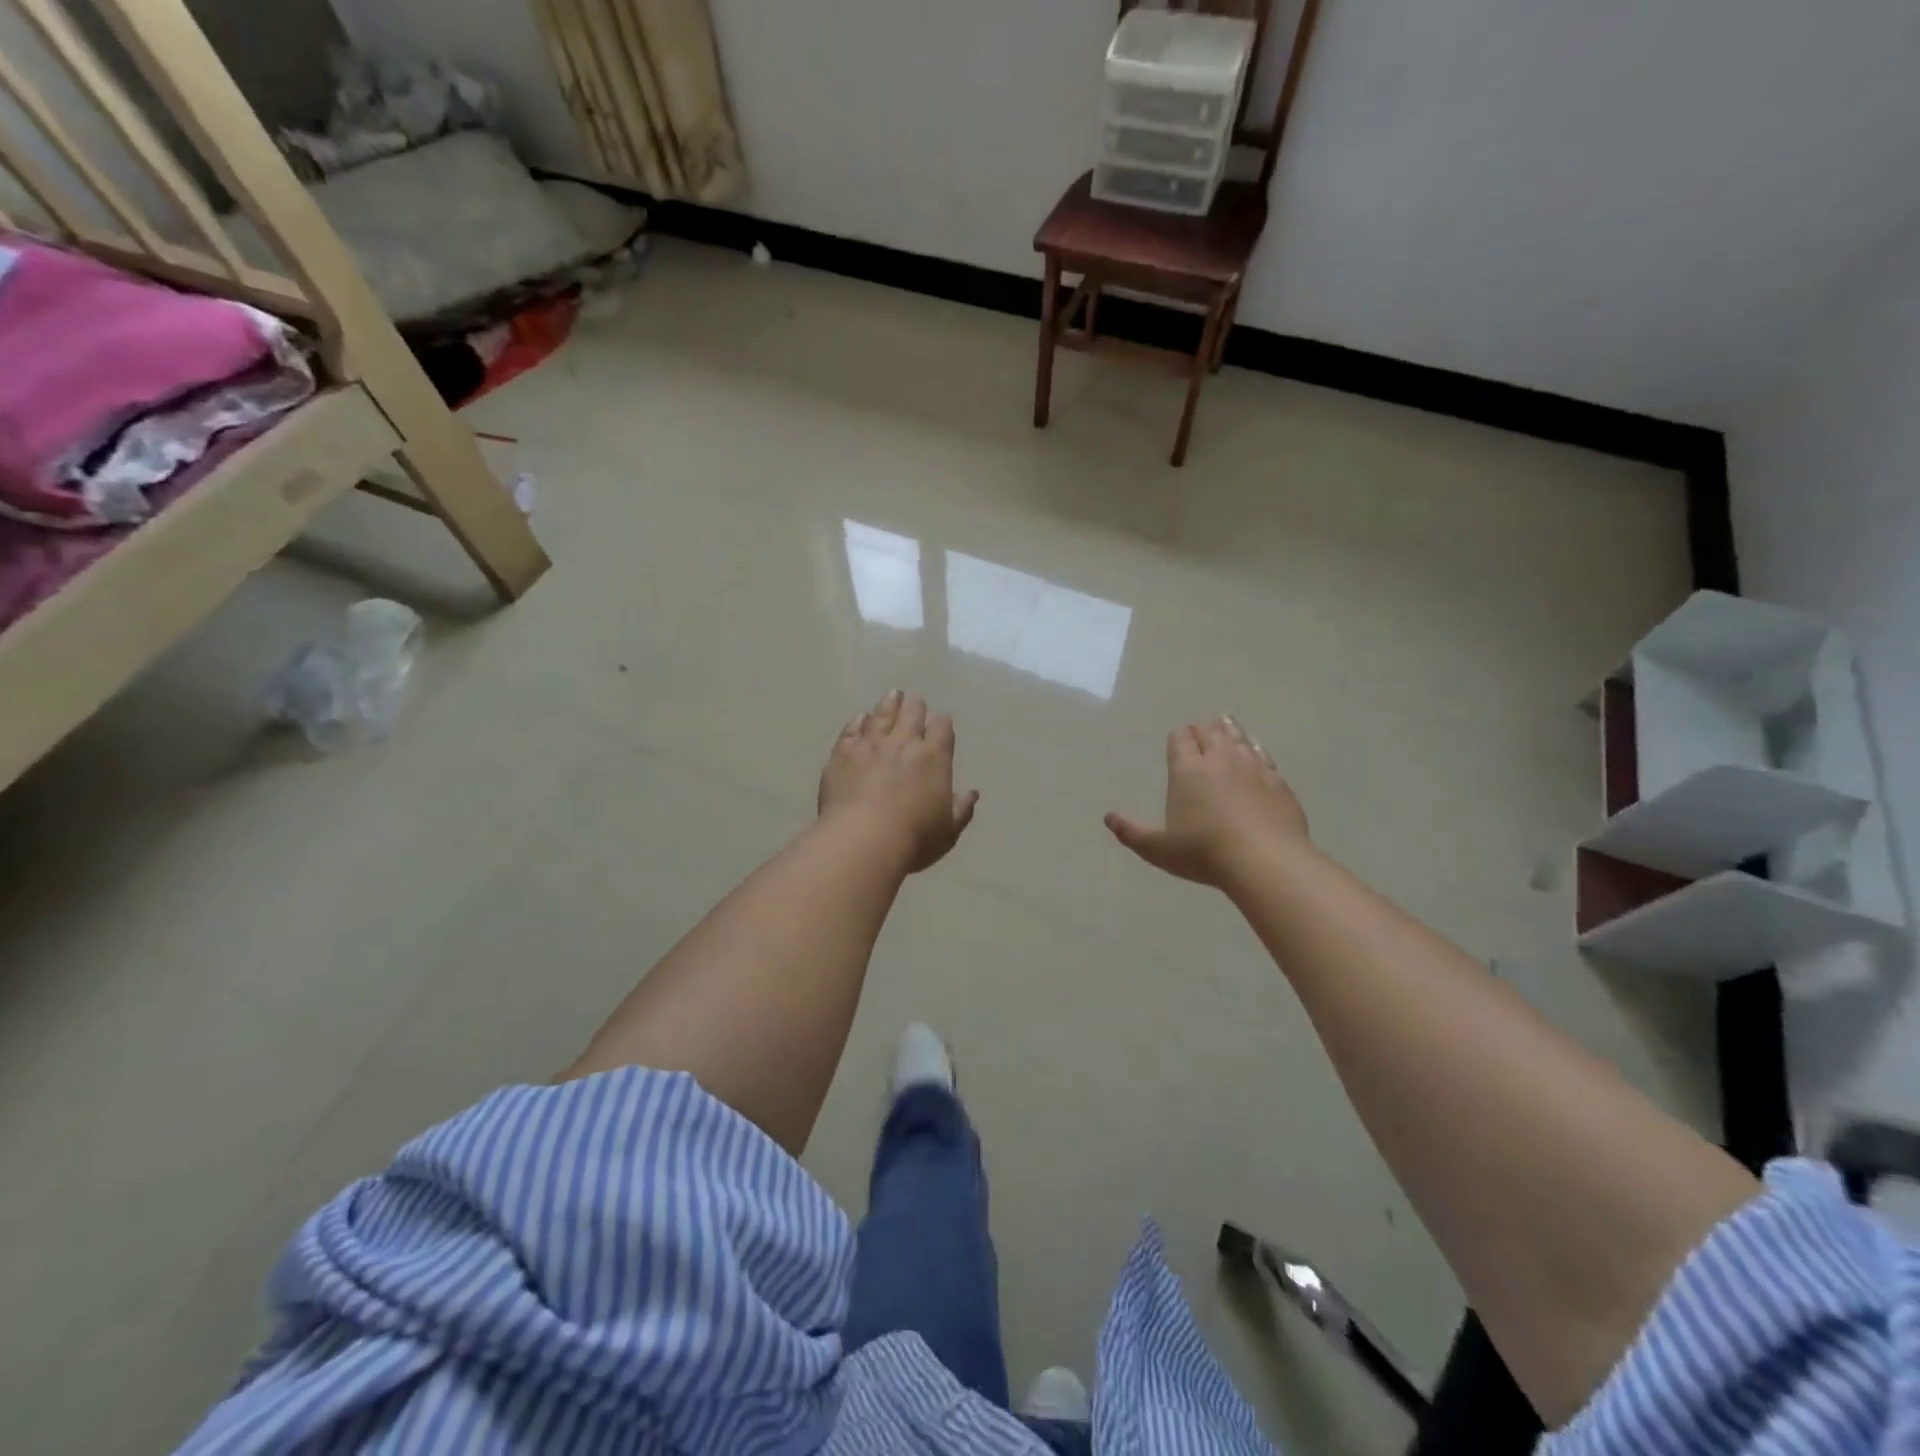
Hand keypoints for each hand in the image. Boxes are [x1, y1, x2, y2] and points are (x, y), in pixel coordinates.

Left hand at [819, 690, 978, 873]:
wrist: (862, 840)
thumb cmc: (914, 839)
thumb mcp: (947, 830)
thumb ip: (961, 809)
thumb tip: (972, 794)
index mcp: (934, 758)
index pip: (942, 727)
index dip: (941, 723)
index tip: (939, 723)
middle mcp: (904, 742)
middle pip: (912, 713)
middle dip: (915, 706)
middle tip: (914, 702)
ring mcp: (871, 744)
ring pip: (882, 714)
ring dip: (889, 704)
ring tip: (893, 695)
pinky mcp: (843, 752)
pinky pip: (852, 729)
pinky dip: (858, 721)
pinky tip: (860, 718)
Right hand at [1105, 716, 1308, 887]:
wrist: (1266, 861)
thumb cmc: (1204, 852)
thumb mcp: (1158, 848)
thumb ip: (1131, 832)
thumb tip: (1108, 818)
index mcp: (1188, 770)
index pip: (1180, 739)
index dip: (1178, 738)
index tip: (1178, 741)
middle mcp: (1220, 759)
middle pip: (1211, 732)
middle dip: (1203, 730)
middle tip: (1201, 733)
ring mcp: (1253, 767)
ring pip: (1239, 738)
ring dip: (1230, 731)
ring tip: (1226, 725)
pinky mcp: (1278, 782)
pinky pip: (1264, 756)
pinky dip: (1256, 749)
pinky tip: (1256, 752)